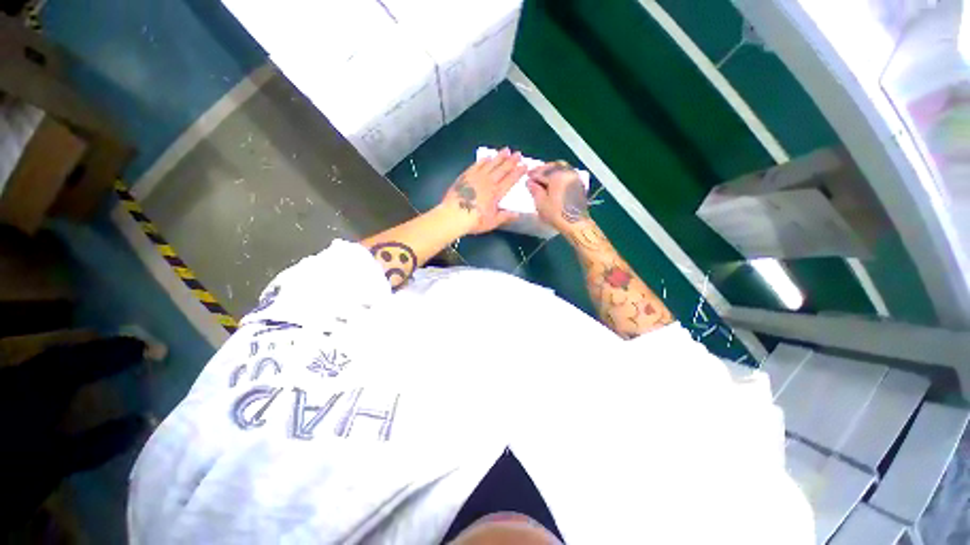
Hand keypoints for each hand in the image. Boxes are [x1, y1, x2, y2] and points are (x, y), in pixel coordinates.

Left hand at [440, 148, 525, 234]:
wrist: (453, 215)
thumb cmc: (474, 221)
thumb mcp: (492, 222)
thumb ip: (505, 216)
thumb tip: (518, 214)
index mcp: (496, 193)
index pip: (510, 180)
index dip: (518, 172)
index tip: (524, 165)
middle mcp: (488, 182)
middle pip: (502, 169)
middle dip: (511, 161)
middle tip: (518, 154)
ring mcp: (476, 177)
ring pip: (490, 164)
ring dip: (499, 157)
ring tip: (506, 150)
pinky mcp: (465, 176)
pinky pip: (476, 165)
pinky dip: (483, 161)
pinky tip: (487, 157)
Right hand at [527, 161, 589, 232]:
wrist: (576, 223)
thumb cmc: (556, 214)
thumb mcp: (541, 203)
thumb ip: (534, 190)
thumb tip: (530, 182)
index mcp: (557, 176)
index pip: (541, 172)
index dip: (532, 174)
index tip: (527, 176)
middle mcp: (567, 172)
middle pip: (552, 166)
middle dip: (542, 169)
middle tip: (534, 175)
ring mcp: (574, 177)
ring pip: (561, 167)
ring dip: (551, 170)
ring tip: (544, 177)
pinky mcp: (579, 183)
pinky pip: (567, 173)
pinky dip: (559, 173)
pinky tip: (554, 181)